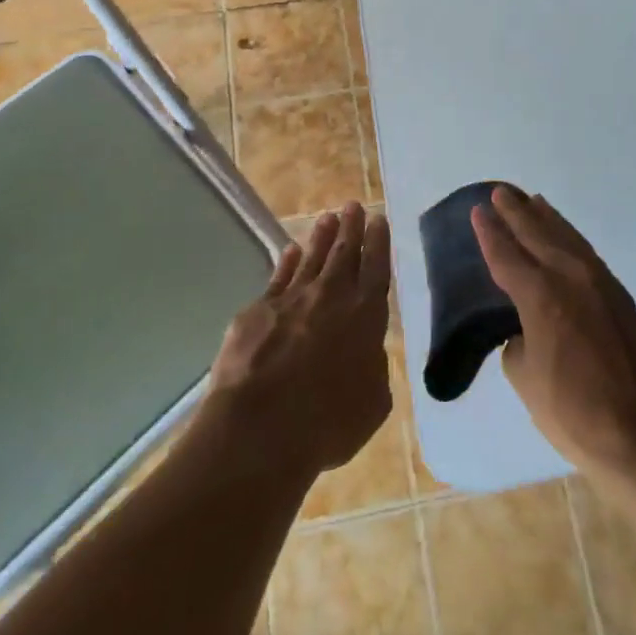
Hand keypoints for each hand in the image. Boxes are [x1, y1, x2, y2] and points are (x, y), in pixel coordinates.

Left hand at [205, 202, 392, 480]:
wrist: (260, 429)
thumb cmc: (327, 424)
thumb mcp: (372, 403)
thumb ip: (374, 368)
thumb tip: (366, 353)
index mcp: (365, 316)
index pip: (376, 268)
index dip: (378, 242)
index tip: (378, 219)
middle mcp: (330, 297)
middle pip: (344, 253)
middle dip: (351, 227)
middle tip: (353, 205)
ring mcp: (291, 299)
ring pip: (311, 258)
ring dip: (321, 237)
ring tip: (327, 217)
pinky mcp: (257, 311)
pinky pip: (278, 277)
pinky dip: (286, 262)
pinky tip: (290, 250)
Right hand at [472, 185, 635, 474]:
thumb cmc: (573, 411)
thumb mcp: (526, 378)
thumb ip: (519, 341)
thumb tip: (528, 329)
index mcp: (539, 295)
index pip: (506, 255)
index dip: (489, 233)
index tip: (478, 211)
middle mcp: (568, 277)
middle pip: (537, 233)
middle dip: (516, 212)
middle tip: (501, 192)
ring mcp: (599, 282)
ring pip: (566, 237)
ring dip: (547, 218)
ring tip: (532, 201)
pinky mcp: (620, 294)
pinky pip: (586, 253)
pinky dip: (570, 238)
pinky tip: (565, 236)